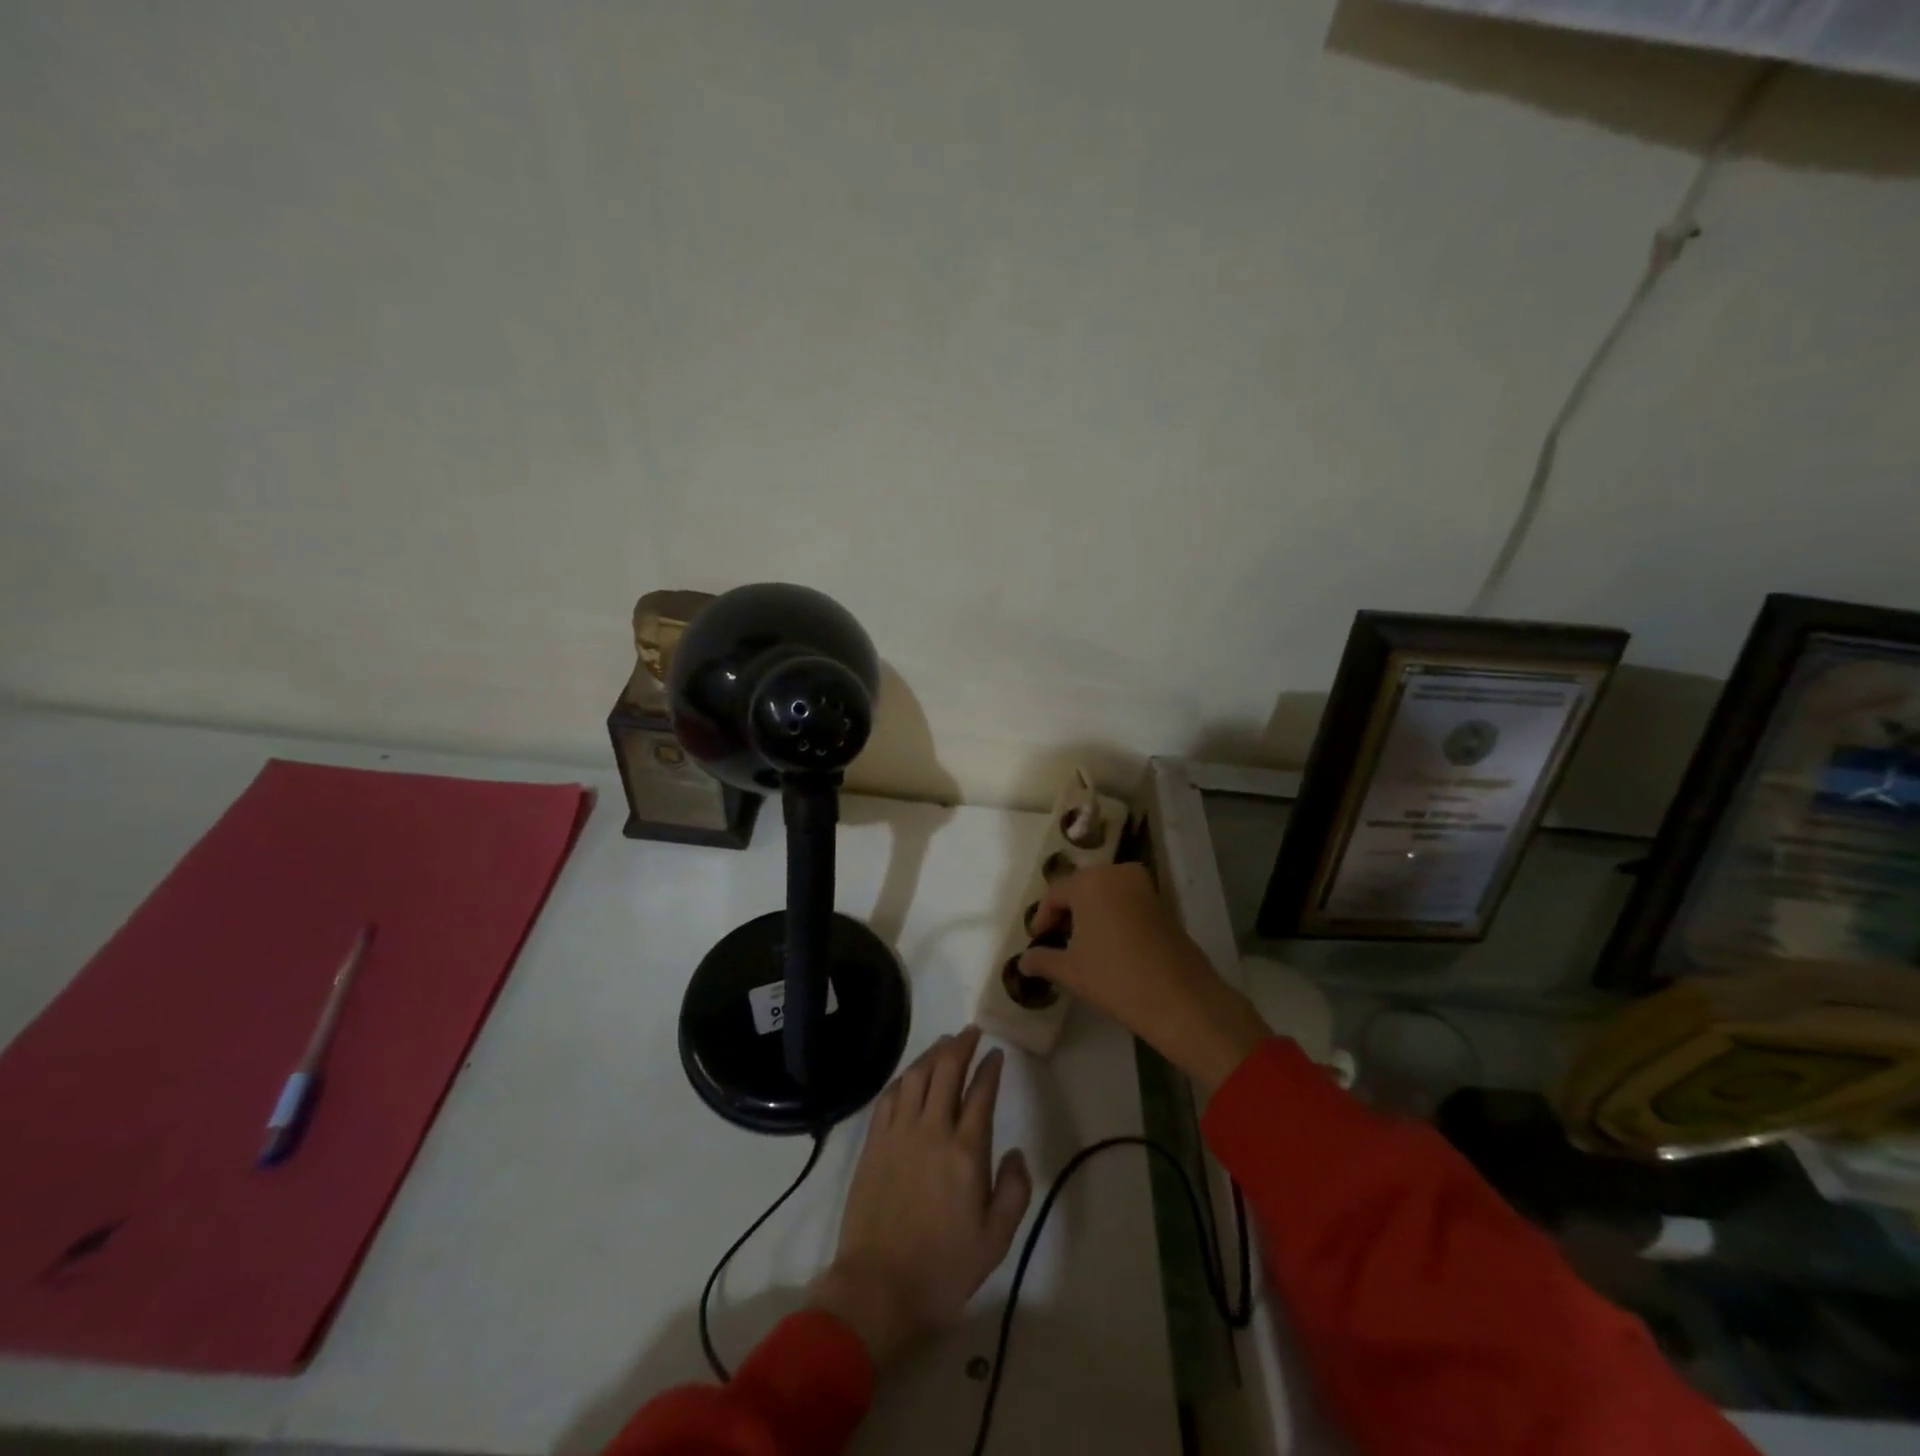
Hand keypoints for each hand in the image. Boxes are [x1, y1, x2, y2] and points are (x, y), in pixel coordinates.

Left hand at [808, 1027, 1031, 1367]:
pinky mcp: (874, 1142)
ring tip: (944, 1043)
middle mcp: (932, 1130)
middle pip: (946, 1071)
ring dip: (932, 1053)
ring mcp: (898, 1133)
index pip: (981, 1092)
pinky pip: (890, 1096)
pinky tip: (911, 1073)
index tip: (996, 1053)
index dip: (990, 1067)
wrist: (879, 1288)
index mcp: (966, 1152)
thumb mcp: (996, 1241)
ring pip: (916, 1075)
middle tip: (971, 1032)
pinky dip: (904, 1077)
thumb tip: (1016, 1152)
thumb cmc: (943, 1268)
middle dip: (961, 1045)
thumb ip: (1014, 1191)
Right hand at [1020, 863, 1269, 1094]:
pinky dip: (1113, 915)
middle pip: (1081, 888)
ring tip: (1082, 944)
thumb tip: (1023, 961)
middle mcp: (1116, 873)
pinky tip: (1110, 945)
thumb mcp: (1070, 971)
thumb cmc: (1115, 977)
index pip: (1055, 894)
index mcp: (1089, 881)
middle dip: (1067, 912)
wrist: (1180, 998)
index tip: (1038, 941)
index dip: (1042, 918)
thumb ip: (1042, 960)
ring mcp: (1143, 885)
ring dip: (1091, 913)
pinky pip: (1126, 901)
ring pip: (1105, 893)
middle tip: (1057, 940)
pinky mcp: (1162, 902)